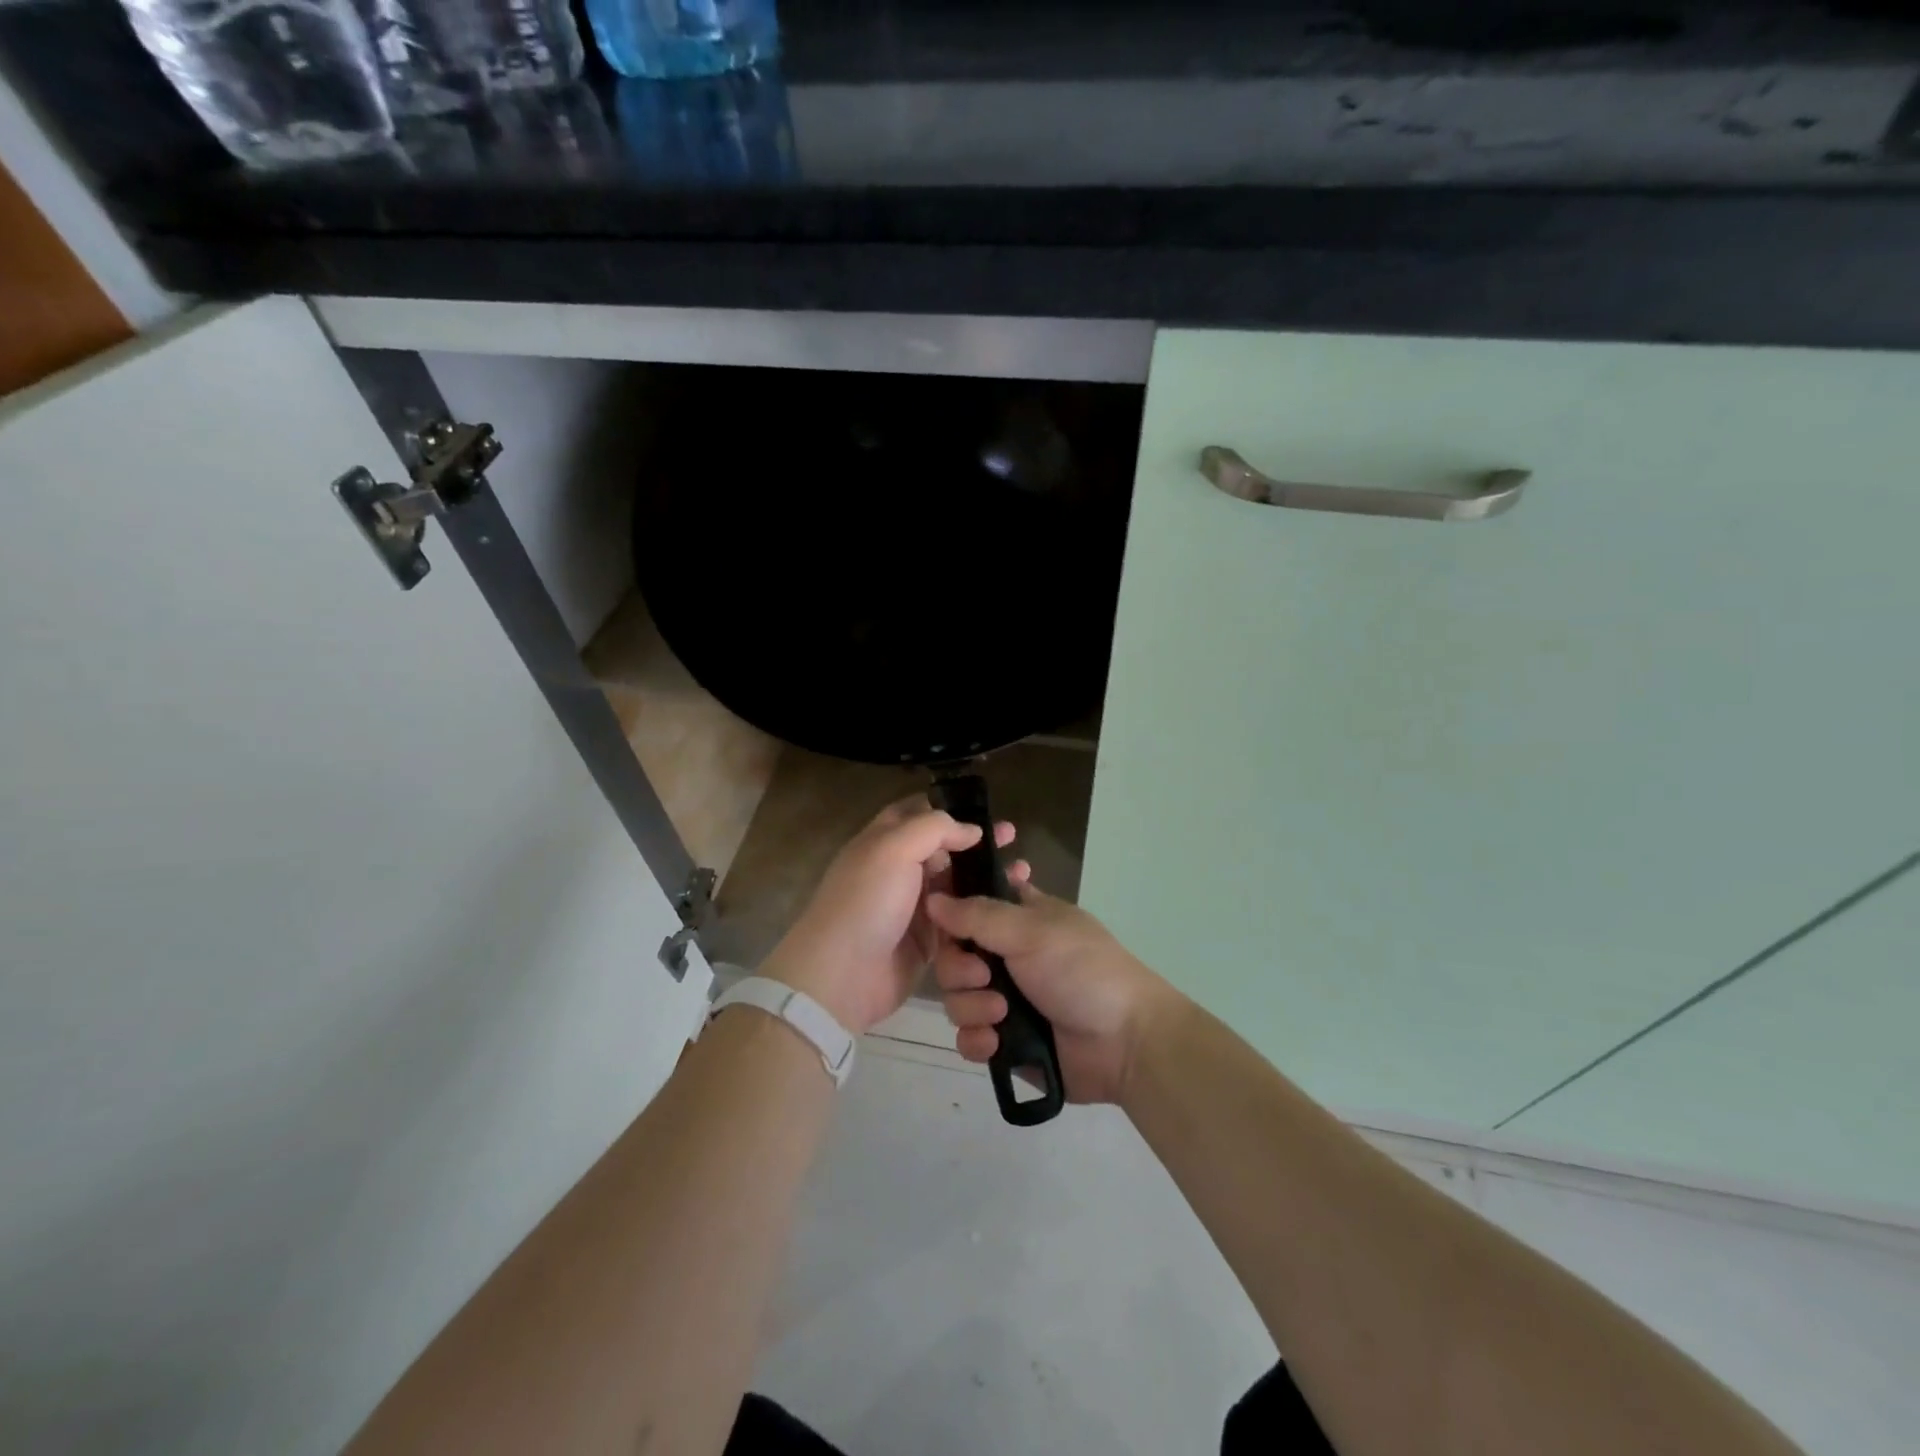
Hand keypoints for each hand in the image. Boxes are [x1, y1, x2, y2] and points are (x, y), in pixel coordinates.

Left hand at [762, 797, 1019, 1034]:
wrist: (842, 975)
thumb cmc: (866, 901)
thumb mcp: (894, 848)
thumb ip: (934, 829)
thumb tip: (971, 830)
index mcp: (884, 841)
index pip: (918, 813)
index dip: (950, 809)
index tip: (987, 811)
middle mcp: (898, 870)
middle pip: (943, 850)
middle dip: (976, 843)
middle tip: (1013, 840)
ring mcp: (913, 907)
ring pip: (955, 885)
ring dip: (983, 878)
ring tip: (1021, 873)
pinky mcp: (927, 941)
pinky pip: (959, 921)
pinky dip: (979, 913)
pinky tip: (1006, 908)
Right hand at [924, 882, 1177, 1104]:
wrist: (1123, 1042)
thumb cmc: (1082, 969)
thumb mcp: (1031, 931)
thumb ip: (977, 915)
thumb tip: (932, 899)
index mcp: (1019, 918)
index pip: (971, 904)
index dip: (953, 911)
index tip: (941, 920)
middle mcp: (1007, 955)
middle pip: (954, 955)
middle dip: (961, 969)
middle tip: (985, 976)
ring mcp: (1005, 999)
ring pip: (957, 998)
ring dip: (972, 1007)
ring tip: (1002, 1015)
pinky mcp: (1004, 1041)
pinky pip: (968, 1037)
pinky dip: (978, 1040)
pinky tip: (996, 1043)